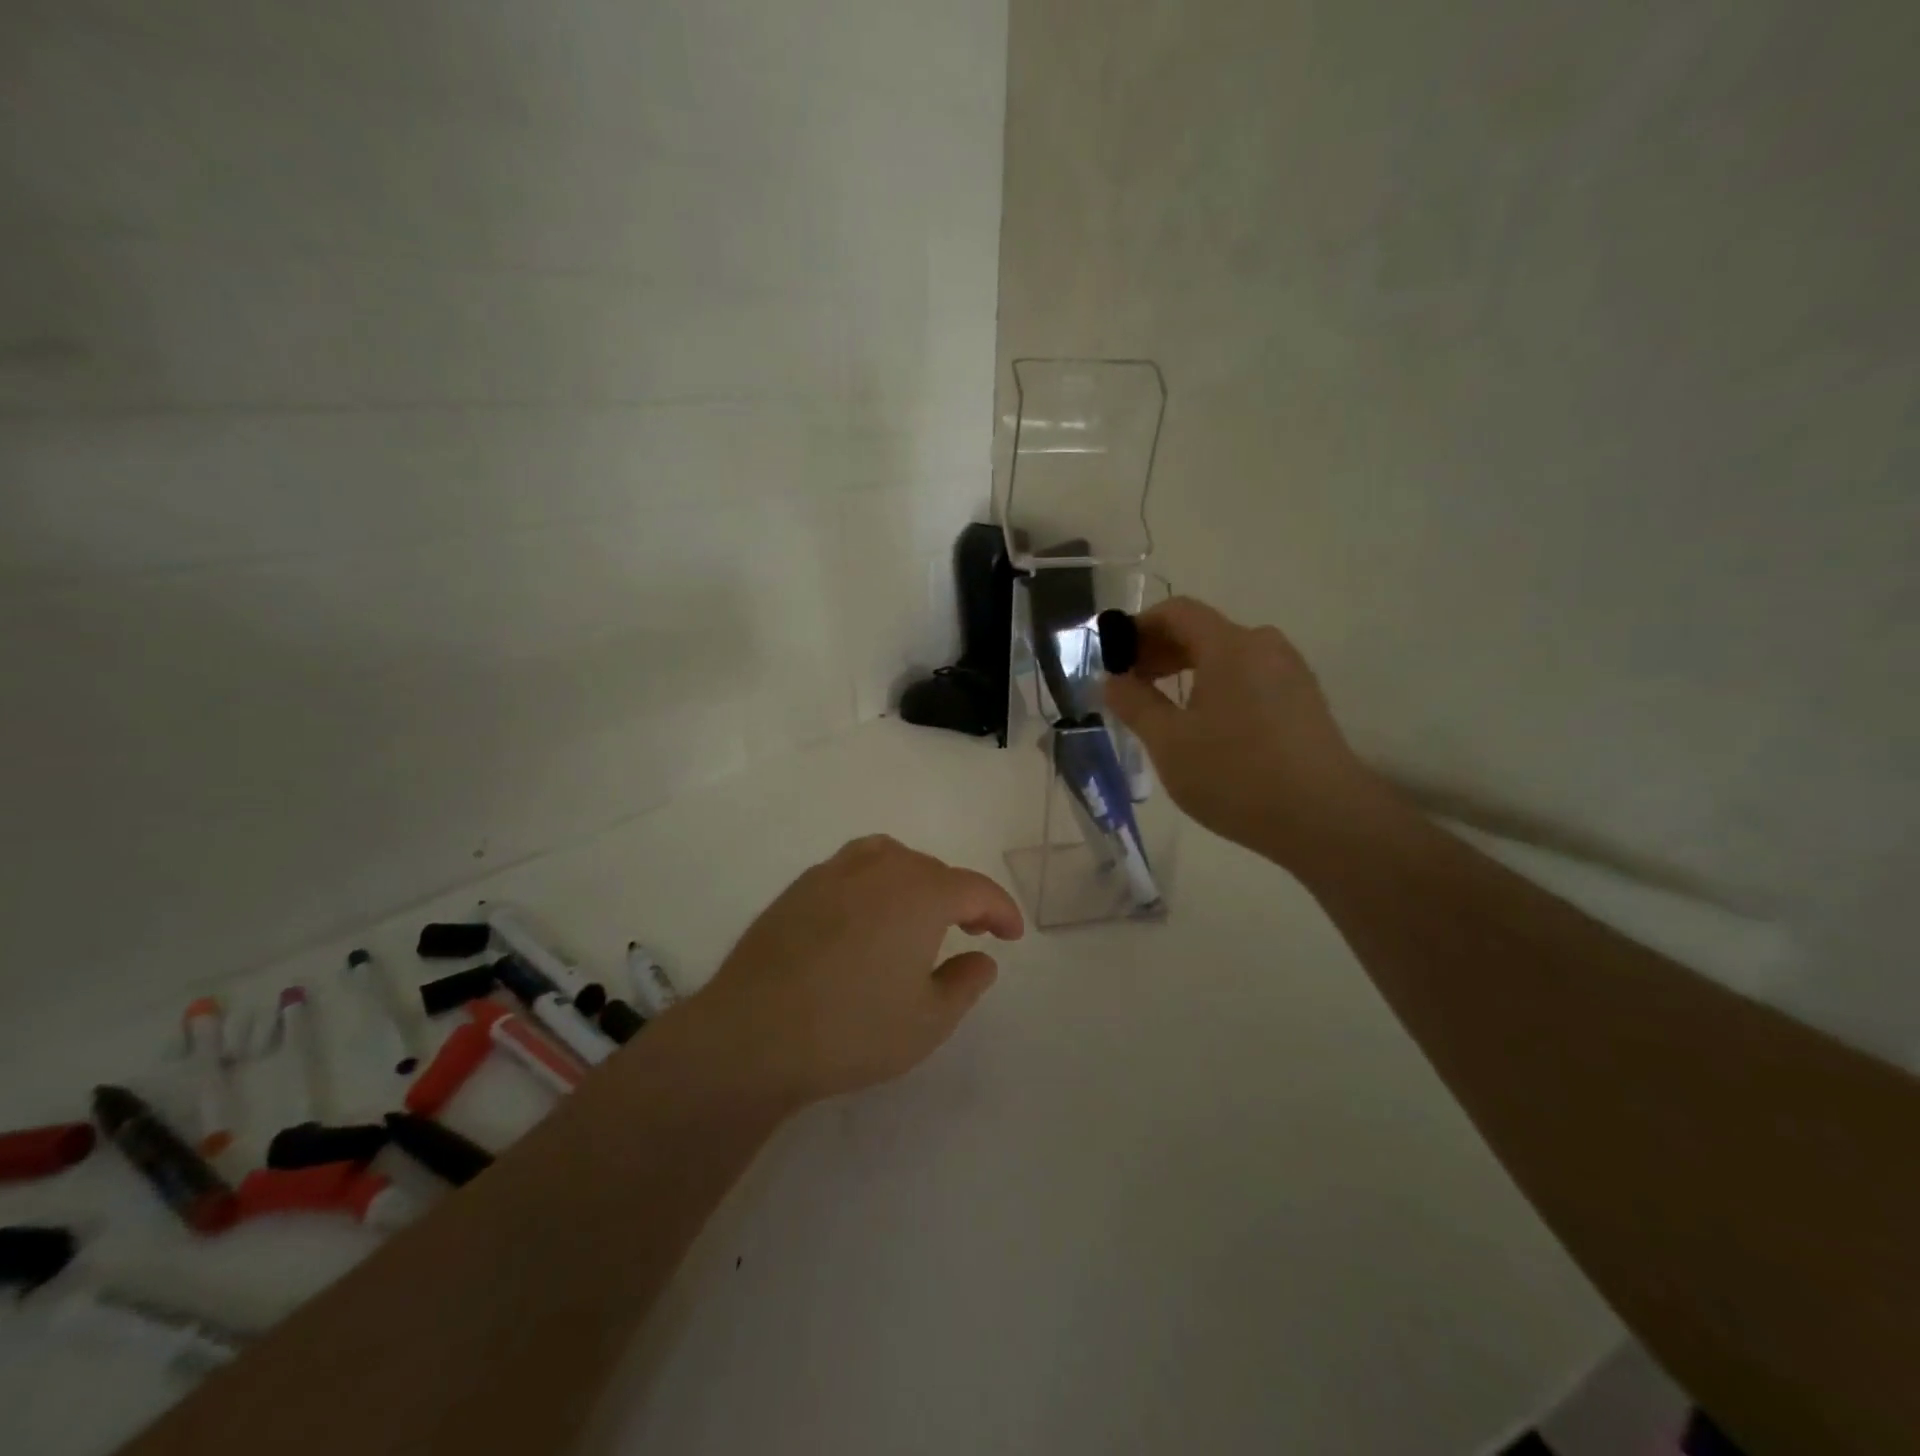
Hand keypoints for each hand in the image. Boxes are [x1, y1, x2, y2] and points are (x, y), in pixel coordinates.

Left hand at [688, 836, 1024, 1105]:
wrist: (752, 1034)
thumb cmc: (853, 1030)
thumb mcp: (928, 1021)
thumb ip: (966, 982)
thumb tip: (982, 957)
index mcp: (921, 893)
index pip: (976, 889)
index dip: (1001, 910)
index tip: (1012, 935)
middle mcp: (880, 869)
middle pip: (933, 869)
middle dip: (960, 896)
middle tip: (969, 930)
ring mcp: (833, 873)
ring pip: (889, 858)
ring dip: (915, 880)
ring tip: (917, 915)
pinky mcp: (798, 888)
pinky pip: (851, 870)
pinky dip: (874, 884)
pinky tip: (865, 921)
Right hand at [1103, 598, 1383, 868]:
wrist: (1323, 818)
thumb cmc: (1235, 775)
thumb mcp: (1168, 742)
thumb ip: (1134, 703)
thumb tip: (1111, 679)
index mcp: (1230, 645)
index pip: (1176, 611)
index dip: (1139, 627)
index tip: (1114, 659)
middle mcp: (1264, 645)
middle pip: (1202, 630)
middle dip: (1160, 651)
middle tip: (1131, 687)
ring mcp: (1289, 672)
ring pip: (1226, 655)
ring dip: (1187, 670)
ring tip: (1164, 709)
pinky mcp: (1303, 699)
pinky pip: (1249, 676)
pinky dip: (1217, 686)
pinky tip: (1205, 726)